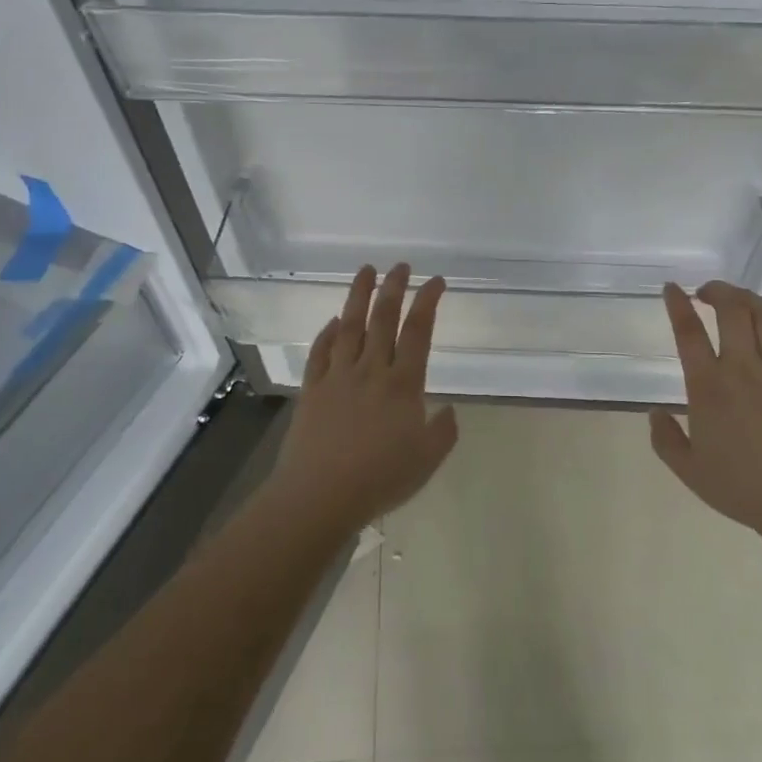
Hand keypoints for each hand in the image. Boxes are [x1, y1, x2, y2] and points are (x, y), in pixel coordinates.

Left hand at [270, 264, 457, 533]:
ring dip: (358, 295)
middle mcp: (371, 370)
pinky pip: (320, 352)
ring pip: (350, 326)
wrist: (320, 496)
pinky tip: (333, 322)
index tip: (436, 281)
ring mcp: (338, 376)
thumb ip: (443, 432)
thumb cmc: (380, 479)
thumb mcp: (427, 461)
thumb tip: (449, 409)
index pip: (418, 331)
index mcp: (403, 384)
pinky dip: (327, 333)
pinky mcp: (312, 389)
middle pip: (383, 318)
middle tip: (401, 265)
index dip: (428, 301)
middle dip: (394, 287)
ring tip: (365, 271)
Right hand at [649, 281, 761, 538]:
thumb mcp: (690, 472)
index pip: (689, 332)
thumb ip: (666, 440)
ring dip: (747, 300)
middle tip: (706, 291)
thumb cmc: (746, 489)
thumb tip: (655, 413)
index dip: (678, 304)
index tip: (672, 288)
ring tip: (736, 300)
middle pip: (732, 309)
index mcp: (709, 387)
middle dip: (717, 290)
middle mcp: (743, 368)